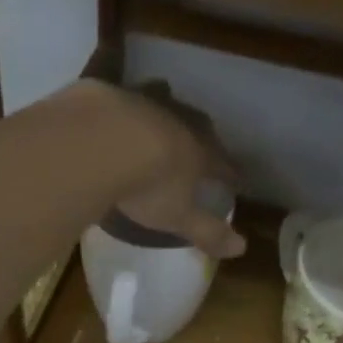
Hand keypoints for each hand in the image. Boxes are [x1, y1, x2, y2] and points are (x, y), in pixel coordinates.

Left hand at [91, 80, 246, 259]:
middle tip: (201, 145)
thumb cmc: (147, 186)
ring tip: (160, 121)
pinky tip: (114, 114)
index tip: (237, 179)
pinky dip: (123, 108)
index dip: (230, 173)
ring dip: (164, 112)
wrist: (101, 142)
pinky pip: (122, 98)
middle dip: (201, 137)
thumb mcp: (177, 216)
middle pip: (197, 127)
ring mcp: (143, 102)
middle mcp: (177, 120)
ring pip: (162, 103)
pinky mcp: (110, 93)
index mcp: (198, 151)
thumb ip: (207, 231)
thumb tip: (241, 248)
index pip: (222, 163)